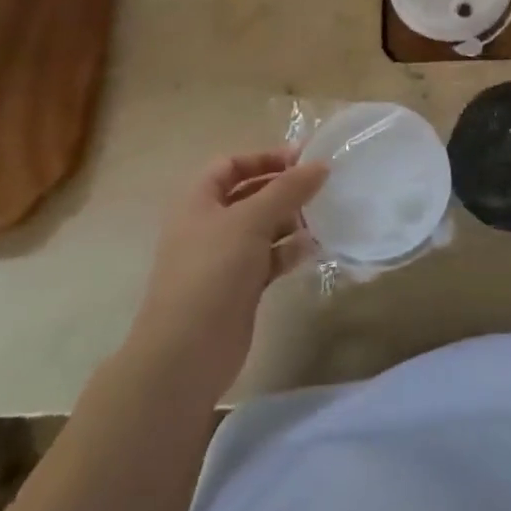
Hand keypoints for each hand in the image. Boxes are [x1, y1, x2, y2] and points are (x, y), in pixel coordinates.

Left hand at [127, 151, 328, 400]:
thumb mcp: (251, 220)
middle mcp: (208, 225)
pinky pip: (269, 259)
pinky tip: (314, 249)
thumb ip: (287, 189)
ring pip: (262, 228)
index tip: (303, 159)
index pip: (231, 165)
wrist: (187, 352)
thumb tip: (321, 165)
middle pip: (249, 195)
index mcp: (198, 201)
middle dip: (283, 189)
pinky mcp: (239, 287)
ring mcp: (223, 259)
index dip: (264, 157)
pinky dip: (289, 251)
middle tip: (321, 186)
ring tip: (324, 217)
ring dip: (291, 220)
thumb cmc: (213, 271)